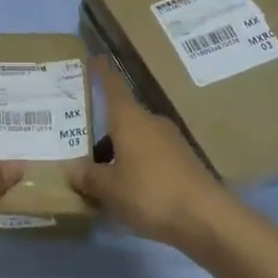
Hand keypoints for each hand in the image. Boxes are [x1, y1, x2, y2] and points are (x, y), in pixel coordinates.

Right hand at [71, 59, 237, 249]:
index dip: (102, 72)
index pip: (114, 86)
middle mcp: (151, 122)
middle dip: (103, 129)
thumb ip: (87, 176)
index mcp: (130, 119)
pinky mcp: (184, 162)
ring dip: (119, 151)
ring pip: (137, 138)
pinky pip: (151, 156)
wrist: (206, 219)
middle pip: (123, 117)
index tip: (94, 58)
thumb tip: (70, 167)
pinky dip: (136, 165)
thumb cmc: (150, 193)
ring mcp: (171, 141)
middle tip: (80, 143)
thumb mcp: (109, 189)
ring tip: (100, 175)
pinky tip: (127, 189)